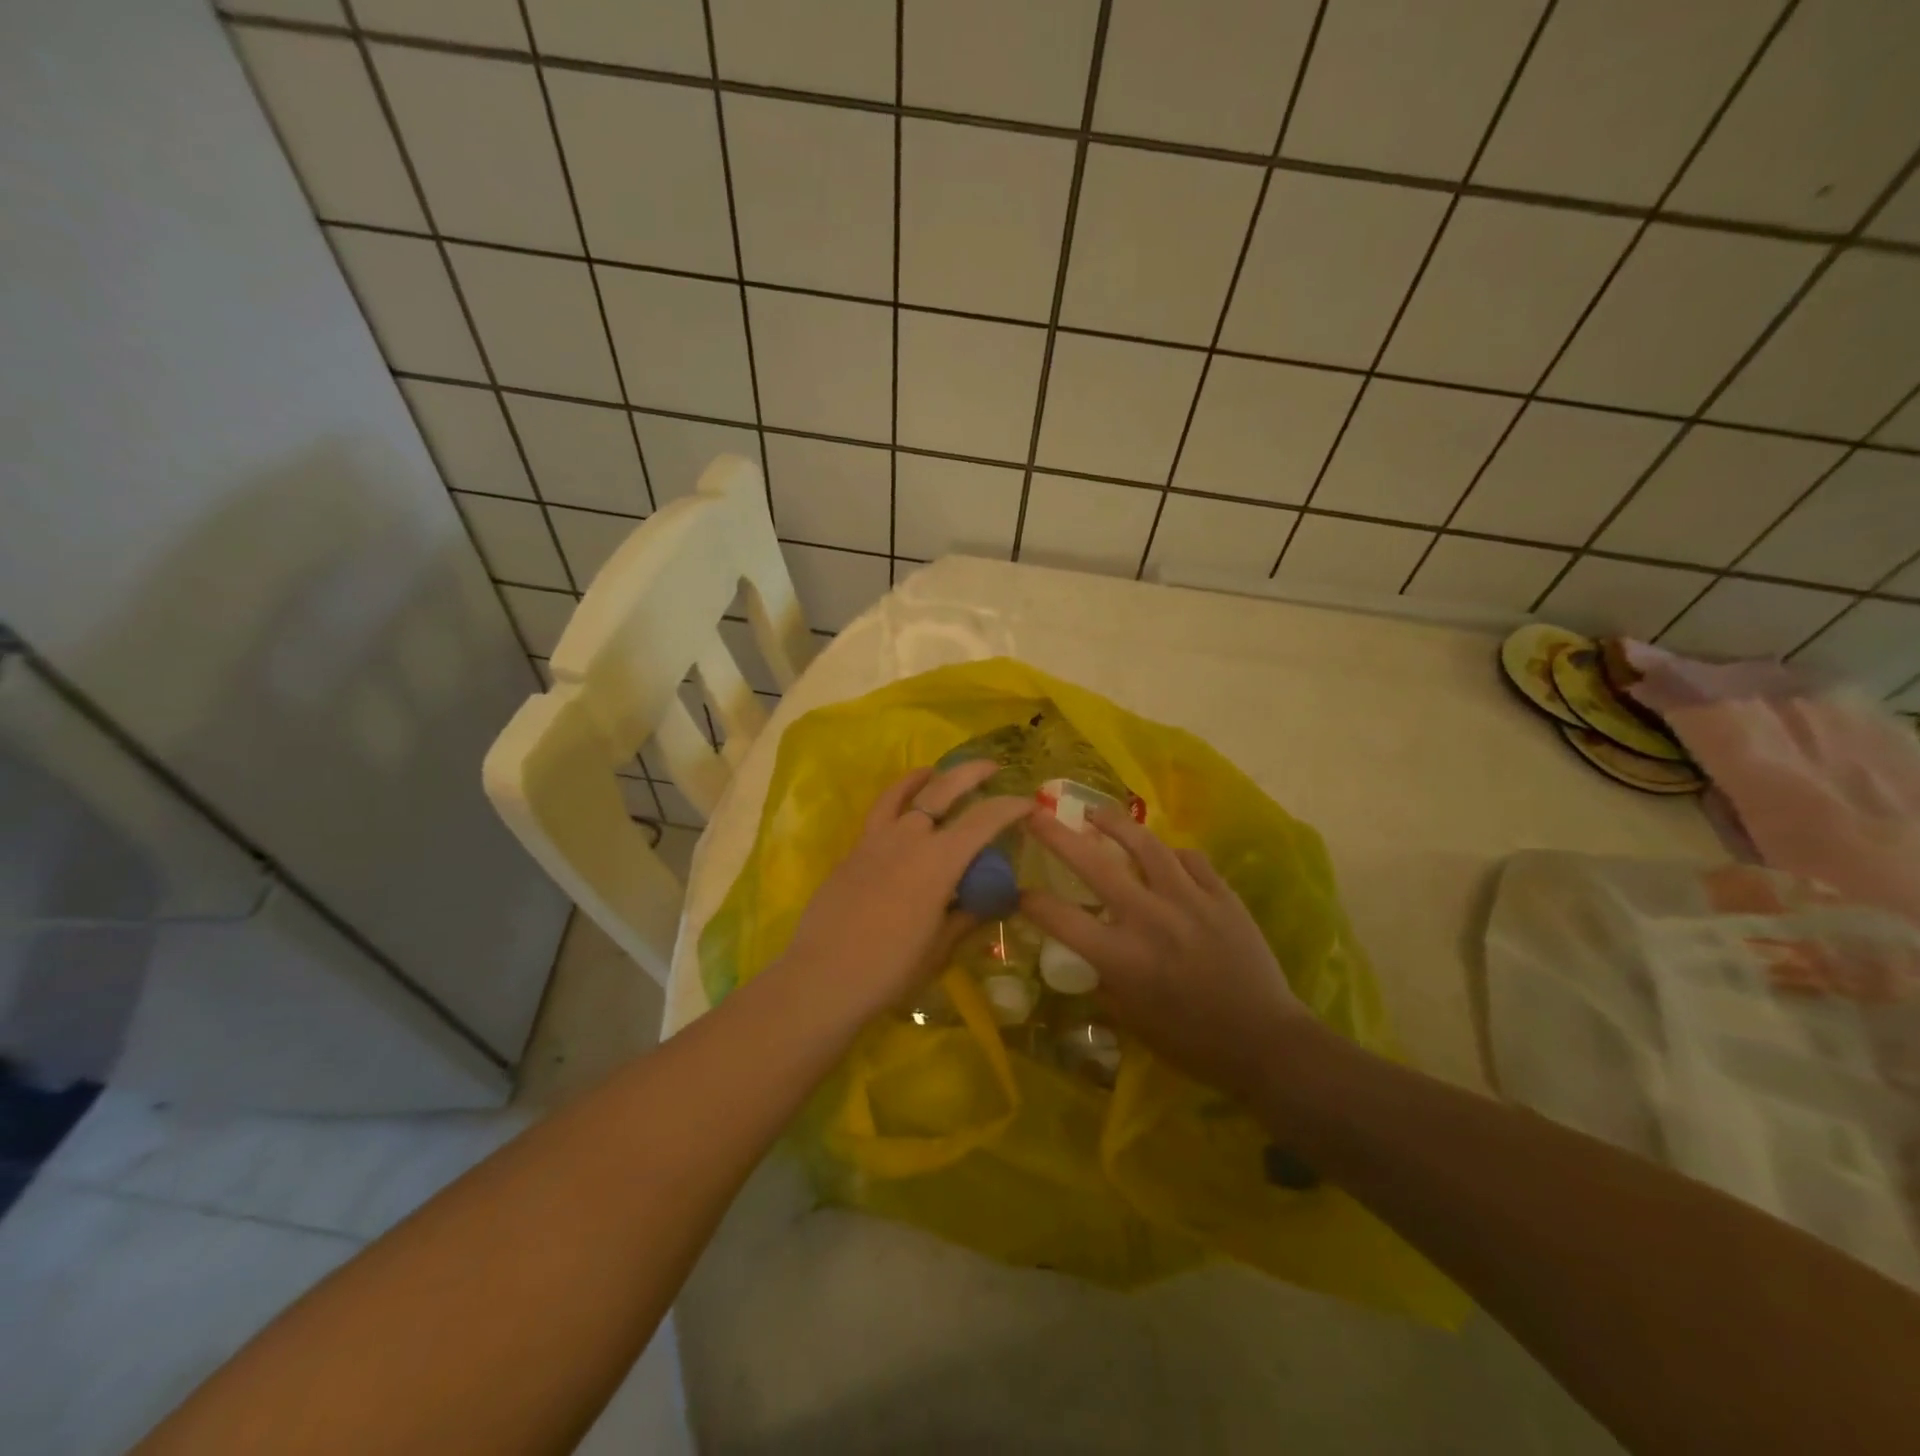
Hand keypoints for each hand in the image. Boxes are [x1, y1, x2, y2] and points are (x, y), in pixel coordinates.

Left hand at [776, 760, 1033, 1022]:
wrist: (822, 978)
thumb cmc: (890, 970)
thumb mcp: (940, 947)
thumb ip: (967, 916)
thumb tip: (994, 901)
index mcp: (938, 862)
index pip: (983, 821)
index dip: (1010, 807)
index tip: (1028, 803)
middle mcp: (909, 839)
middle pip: (944, 790)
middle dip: (971, 773)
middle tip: (993, 768)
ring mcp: (876, 840)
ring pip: (904, 792)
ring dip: (927, 777)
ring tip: (938, 772)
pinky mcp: (853, 851)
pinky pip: (879, 812)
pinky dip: (896, 798)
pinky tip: (900, 806)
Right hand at [1022, 807, 1317, 1102]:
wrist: (1266, 1043)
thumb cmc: (1193, 1043)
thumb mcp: (1133, 1023)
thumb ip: (1106, 983)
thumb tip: (1091, 958)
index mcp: (1121, 957)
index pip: (1059, 918)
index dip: (1029, 901)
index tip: (1018, 892)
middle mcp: (1149, 918)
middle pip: (1093, 864)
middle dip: (1057, 835)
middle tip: (1036, 813)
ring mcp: (1189, 900)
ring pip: (1145, 845)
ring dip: (1114, 824)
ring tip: (1096, 813)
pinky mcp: (1222, 895)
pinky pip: (1190, 859)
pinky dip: (1171, 854)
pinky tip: (1164, 855)